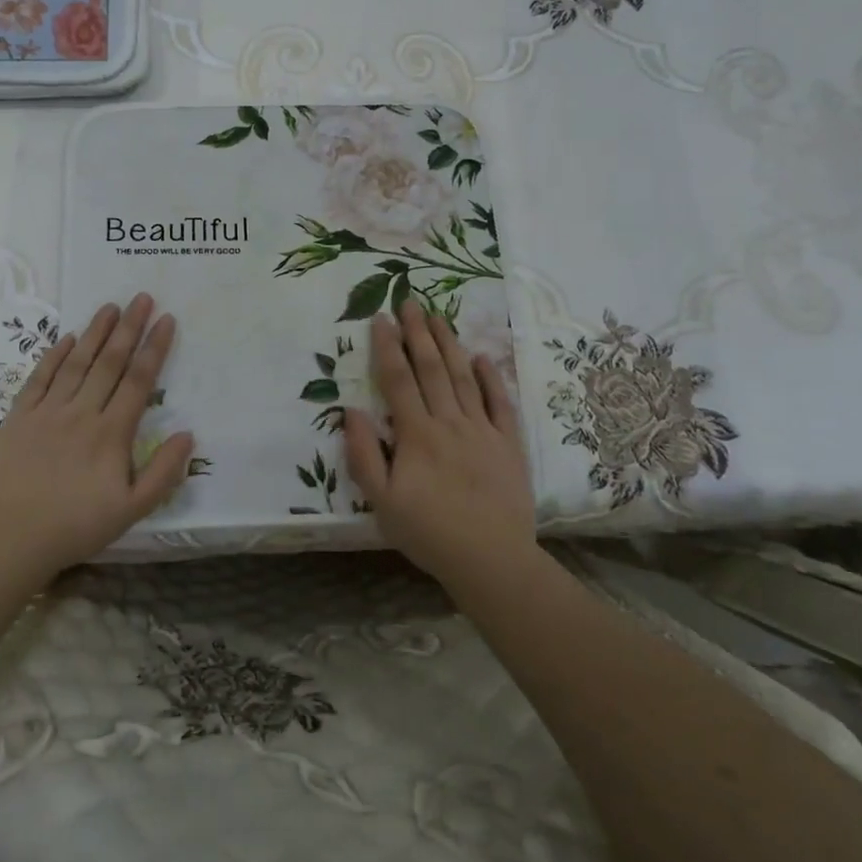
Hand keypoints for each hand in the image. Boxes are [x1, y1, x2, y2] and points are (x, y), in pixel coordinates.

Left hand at [0, 294, 193, 578]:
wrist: (9, 539)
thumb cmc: (75, 527)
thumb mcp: (131, 510)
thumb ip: (163, 473)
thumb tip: (188, 434)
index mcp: (111, 433)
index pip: (138, 381)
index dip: (155, 348)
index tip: (167, 320)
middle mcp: (81, 413)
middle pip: (110, 362)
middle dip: (129, 327)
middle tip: (142, 297)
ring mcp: (47, 412)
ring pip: (76, 363)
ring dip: (95, 332)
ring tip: (110, 306)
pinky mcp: (18, 418)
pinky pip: (40, 378)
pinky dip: (54, 356)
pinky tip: (66, 339)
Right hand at [343, 300, 534, 583]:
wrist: (490, 559)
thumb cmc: (428, 532)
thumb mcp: (381, 501)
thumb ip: (364, 454)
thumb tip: (352, 411)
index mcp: (417, 434)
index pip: (398, 380)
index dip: (387, 347)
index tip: (380, 318)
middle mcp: (449, 422)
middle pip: (431, 368)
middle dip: (418, 333)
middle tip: (410, 302)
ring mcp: (483, 430)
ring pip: (463, 377)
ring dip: (449, 344)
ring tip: (438, 317)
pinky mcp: (508, 444)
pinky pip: (500, 403)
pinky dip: (491, 378)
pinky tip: (482, 357)